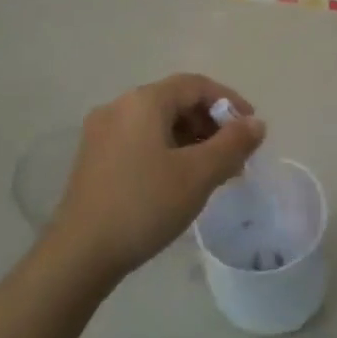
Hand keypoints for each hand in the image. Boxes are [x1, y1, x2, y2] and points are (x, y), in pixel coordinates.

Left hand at [48, 74, 264, 280]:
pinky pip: (140, 140)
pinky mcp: (94, 157)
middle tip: (235, 155)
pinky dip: (167, 150)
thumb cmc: (145, 205)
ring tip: (213, 172)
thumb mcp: (198, 174)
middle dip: (210, 124)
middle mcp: (119, 107)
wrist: (80, 253)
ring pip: (157, 123)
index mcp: (143, 101)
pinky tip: (180, 180)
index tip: (251, 129)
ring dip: (190, 139)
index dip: (229, 101)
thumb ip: (232, 144)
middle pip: (175, 101)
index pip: (195, 85)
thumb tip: (256, 123)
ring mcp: (101, 132)